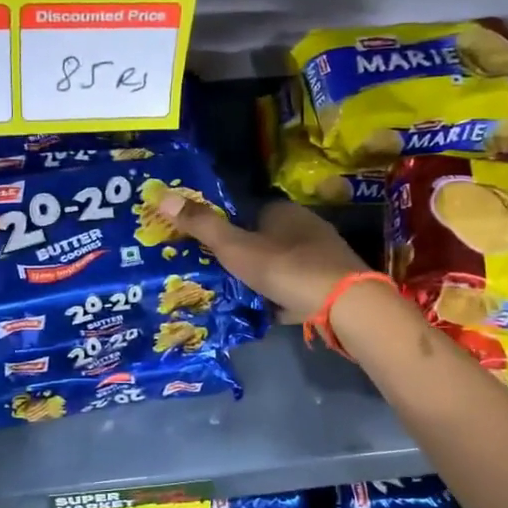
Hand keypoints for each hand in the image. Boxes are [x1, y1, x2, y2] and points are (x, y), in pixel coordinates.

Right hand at [155, 194, 369, 320]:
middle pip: (267, 239)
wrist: (344, 304)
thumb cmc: (285, 267)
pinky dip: (283, 298)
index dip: (229, 228)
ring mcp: (322, 256)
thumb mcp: (235, 248)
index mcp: (282, 211)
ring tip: (239, 296)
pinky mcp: (333, 283)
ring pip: (283, 265)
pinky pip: (299, 288)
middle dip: (246, 256)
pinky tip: (268, 312)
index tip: (210, 248)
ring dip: (264, 278)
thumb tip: (163, 195)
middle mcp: (305, 226)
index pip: (250, 212)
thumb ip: (202, 225)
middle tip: (220, 275)